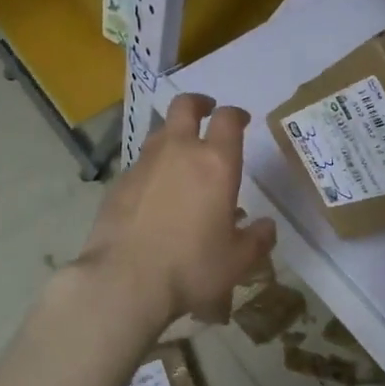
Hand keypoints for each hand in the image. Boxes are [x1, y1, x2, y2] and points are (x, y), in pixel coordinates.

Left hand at [76, 93, 275, 327]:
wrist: (125, 281)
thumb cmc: (192, 267)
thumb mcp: (237, 261)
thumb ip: (257, 239)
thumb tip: (266, 226)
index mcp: (216, 163)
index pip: (228, 120)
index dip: (236, 114)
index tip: (242, 120)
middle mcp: (179, 152)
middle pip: (185, 106)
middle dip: (198, 104)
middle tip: (206, 111)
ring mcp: (144, 165)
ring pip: (159, 133)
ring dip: (173, 136)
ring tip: (181, 157)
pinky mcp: (118, 183)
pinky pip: (140, 164)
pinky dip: (152, 169)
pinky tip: (155, 194)